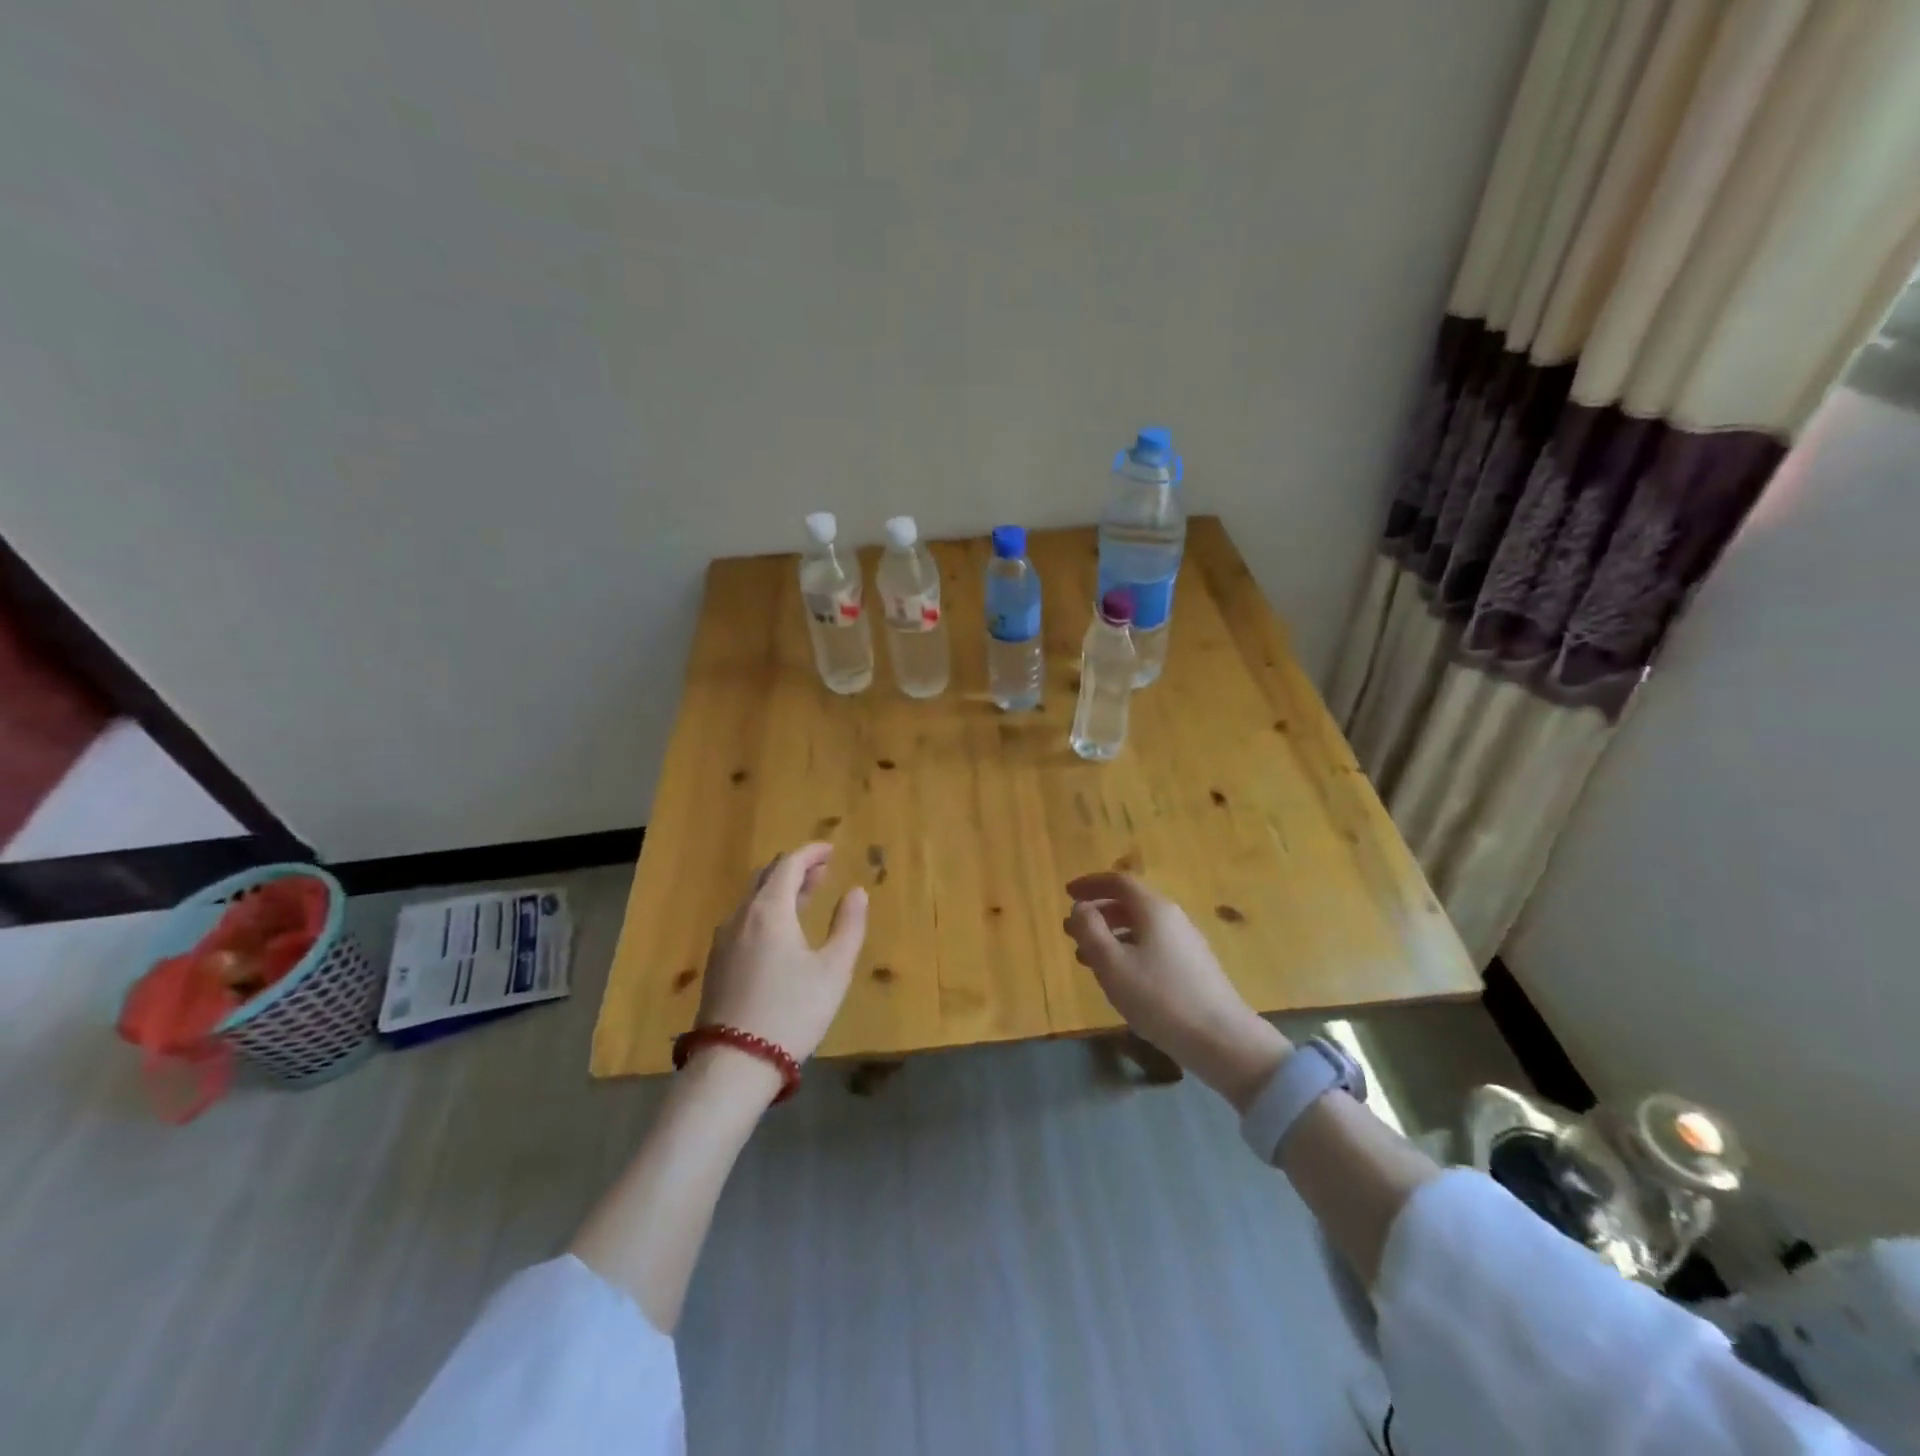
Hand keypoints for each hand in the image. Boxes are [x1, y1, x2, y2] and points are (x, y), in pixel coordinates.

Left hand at [695, 843, 867, 1071]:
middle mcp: (741, 917)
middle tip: (822, 870)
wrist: (734, 1064)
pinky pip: (743, 920)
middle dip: (795, 868)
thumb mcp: (833, 970)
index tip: (831, 849)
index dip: (811, 853)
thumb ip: (848, 926)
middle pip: (766, 878)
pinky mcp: (717, 964)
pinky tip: (780, 931)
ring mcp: (724, 941)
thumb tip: (857, 892)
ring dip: (780, 890)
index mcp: (769, 911)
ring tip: (805, 897)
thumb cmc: (792, 1011)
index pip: (788, 865)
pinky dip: (766, 911)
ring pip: (753, 900)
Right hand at [1064, 872, 1290, 1110]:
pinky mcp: (1193, 967)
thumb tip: (1080, 907)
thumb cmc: (1159, 998)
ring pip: (1141, 927)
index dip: (1091, 884)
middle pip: (1131, 903)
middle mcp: (1173, 918)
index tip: (1067, 893)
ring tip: (1086, 957)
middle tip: (1072, 929)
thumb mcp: (1112, 964)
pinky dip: (1128, 950)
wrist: (1222, 1040)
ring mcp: (1186, 943)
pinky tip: (1119, 977)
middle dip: (1098, 912)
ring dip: (1111, 934)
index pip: (1119, 881)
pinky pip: (1152, 945)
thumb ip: (1090, 931)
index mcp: (1154, 909)